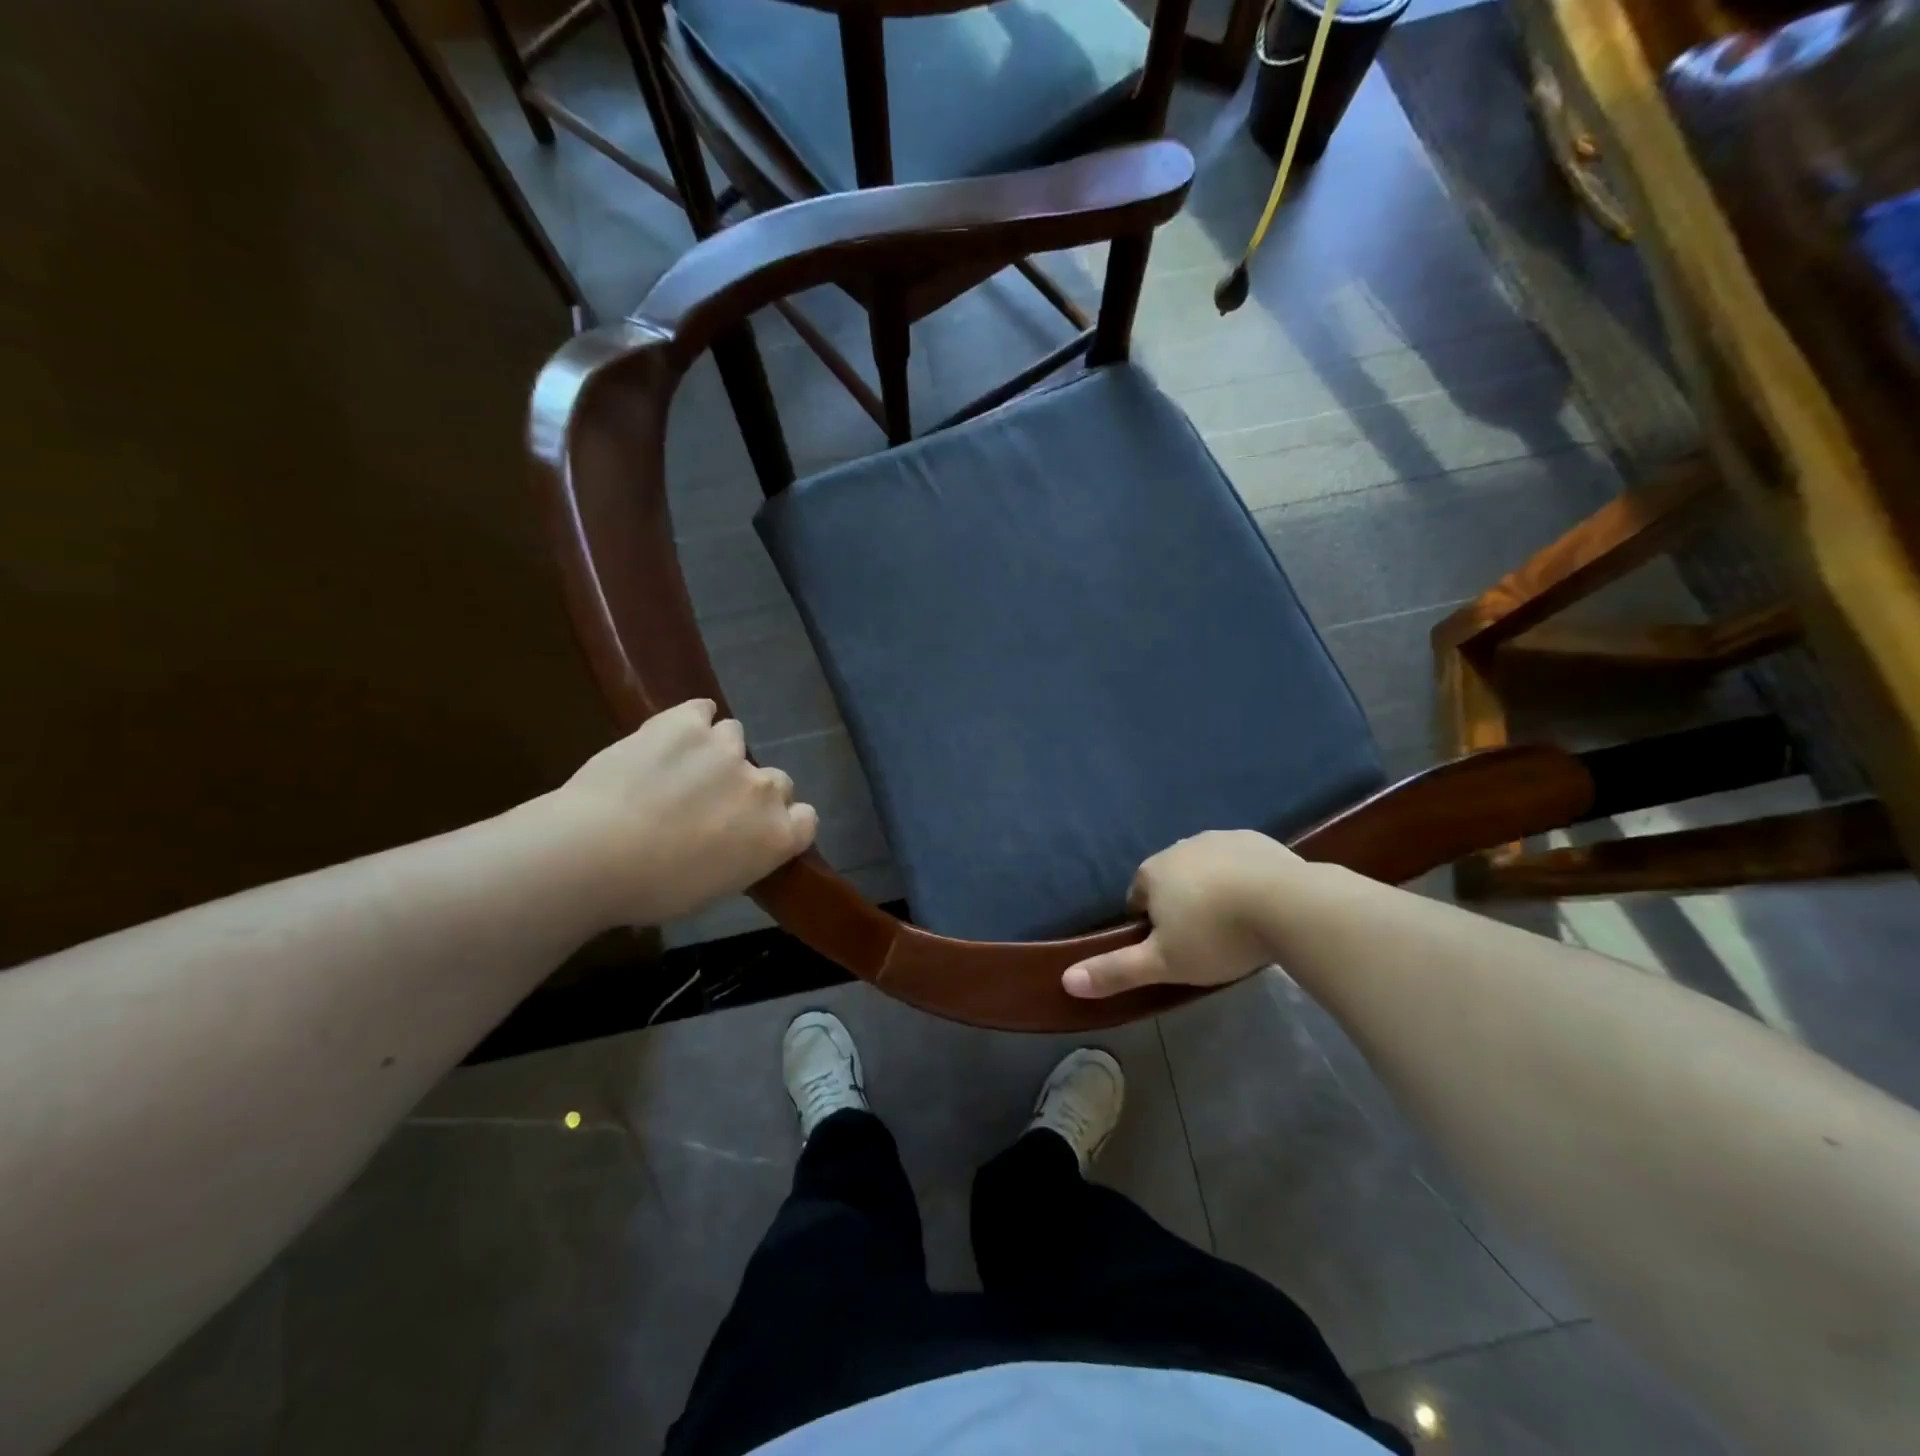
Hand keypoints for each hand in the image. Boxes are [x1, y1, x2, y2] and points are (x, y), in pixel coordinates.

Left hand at [541, 699, 817, 928]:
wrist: (594, 854)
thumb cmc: (651, 890)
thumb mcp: (711, 889)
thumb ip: (738, 857)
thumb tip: (728, 843)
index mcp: (776, 837)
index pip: (805, 818)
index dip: (782, 820)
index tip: (754, 828)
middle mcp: (764, 788)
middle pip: (775, 780)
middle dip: (748, 788)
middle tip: (709, 803)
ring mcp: (728, 749)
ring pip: (734, 738)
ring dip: (715, 752)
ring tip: (678, 768)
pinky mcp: (688, 722)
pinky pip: (702, 710)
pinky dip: (690, 721)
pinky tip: (669, 735)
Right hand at [1062, 830, 1301, 998]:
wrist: (1289, 905)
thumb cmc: (1217, 936)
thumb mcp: (1164, 964)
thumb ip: (1115, 971)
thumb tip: (1065, 981)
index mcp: (1153, 872)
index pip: (1137, 898)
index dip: (1151, 927)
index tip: (1174, 951)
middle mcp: (1180, 846)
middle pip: (1172, 881)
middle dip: (1182, 906)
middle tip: (1207, 942)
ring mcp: (1219, 838)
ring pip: (1206, 869)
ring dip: (1213, 890)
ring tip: (1237, 925)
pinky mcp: (1257, 839)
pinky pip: (1240, 861)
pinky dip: (1244, 879)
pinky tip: (1262, 905)